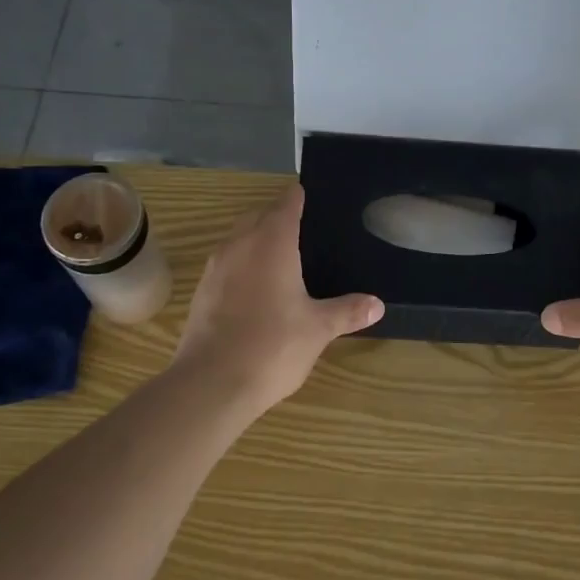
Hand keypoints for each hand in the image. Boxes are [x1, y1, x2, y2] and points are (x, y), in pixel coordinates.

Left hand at [172, 184, 383, 412]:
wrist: (210, 383)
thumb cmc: (273, 346)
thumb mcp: (318, 329)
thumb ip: (347, 311)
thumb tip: (377, 304)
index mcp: (272, 242)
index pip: (287, 204)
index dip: (299, 197)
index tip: (311, 196)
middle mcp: (240, 244)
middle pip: (258, 216)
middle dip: (277, 217)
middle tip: (303, 231)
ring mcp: (216, 267)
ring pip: (238, 238)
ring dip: (256, 240)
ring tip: (281, 259)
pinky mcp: (201, 291)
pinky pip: (226, 264)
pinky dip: (241, 266)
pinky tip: (256, 290)